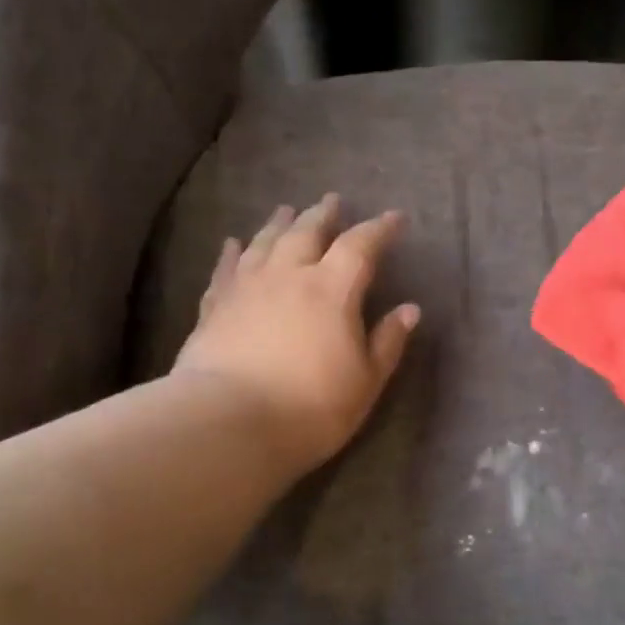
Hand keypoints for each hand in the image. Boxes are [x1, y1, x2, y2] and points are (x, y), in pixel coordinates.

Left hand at [174, 194, 419, 474]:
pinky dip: (232, 252)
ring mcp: (246, 287)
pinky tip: (233, 243)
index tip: (394, 218)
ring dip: (279, 223)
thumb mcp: (365, 381)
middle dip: (324, 214)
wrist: (228, 424)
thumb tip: (410, 310)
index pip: (360, 245)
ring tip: (286, 210)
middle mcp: (288, 275)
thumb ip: (387, 342)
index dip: (379, 229)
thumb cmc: (310, 407)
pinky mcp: (214, 306)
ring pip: (265, 242)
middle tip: (332, 200)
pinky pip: (226, 268)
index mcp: (332, 289)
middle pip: (307, 231)